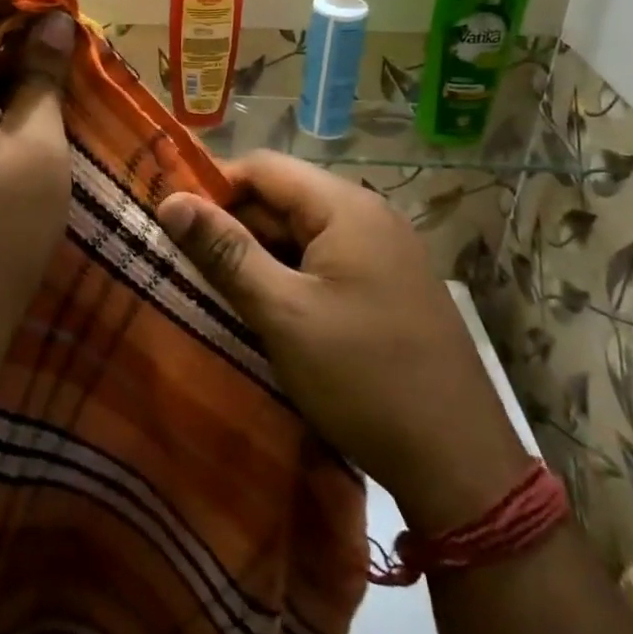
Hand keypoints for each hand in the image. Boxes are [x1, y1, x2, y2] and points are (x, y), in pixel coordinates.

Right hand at [157, 152, 528, 534]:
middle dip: (234, 226)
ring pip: (302, 233)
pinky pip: (325, 262)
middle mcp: (369, 215)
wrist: (461, 466)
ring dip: (259, 255)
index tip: (173, 223)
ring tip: (218, 291)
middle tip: (188, 265)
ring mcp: (384, 252)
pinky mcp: (388, 286)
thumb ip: (225, 252)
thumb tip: (171, 200)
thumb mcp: (283, 314)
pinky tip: (267, 311)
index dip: (213, 187)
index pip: (263, 167)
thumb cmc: (363, 379)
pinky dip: (290, 277)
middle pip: (283, 198)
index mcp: (346, 207)